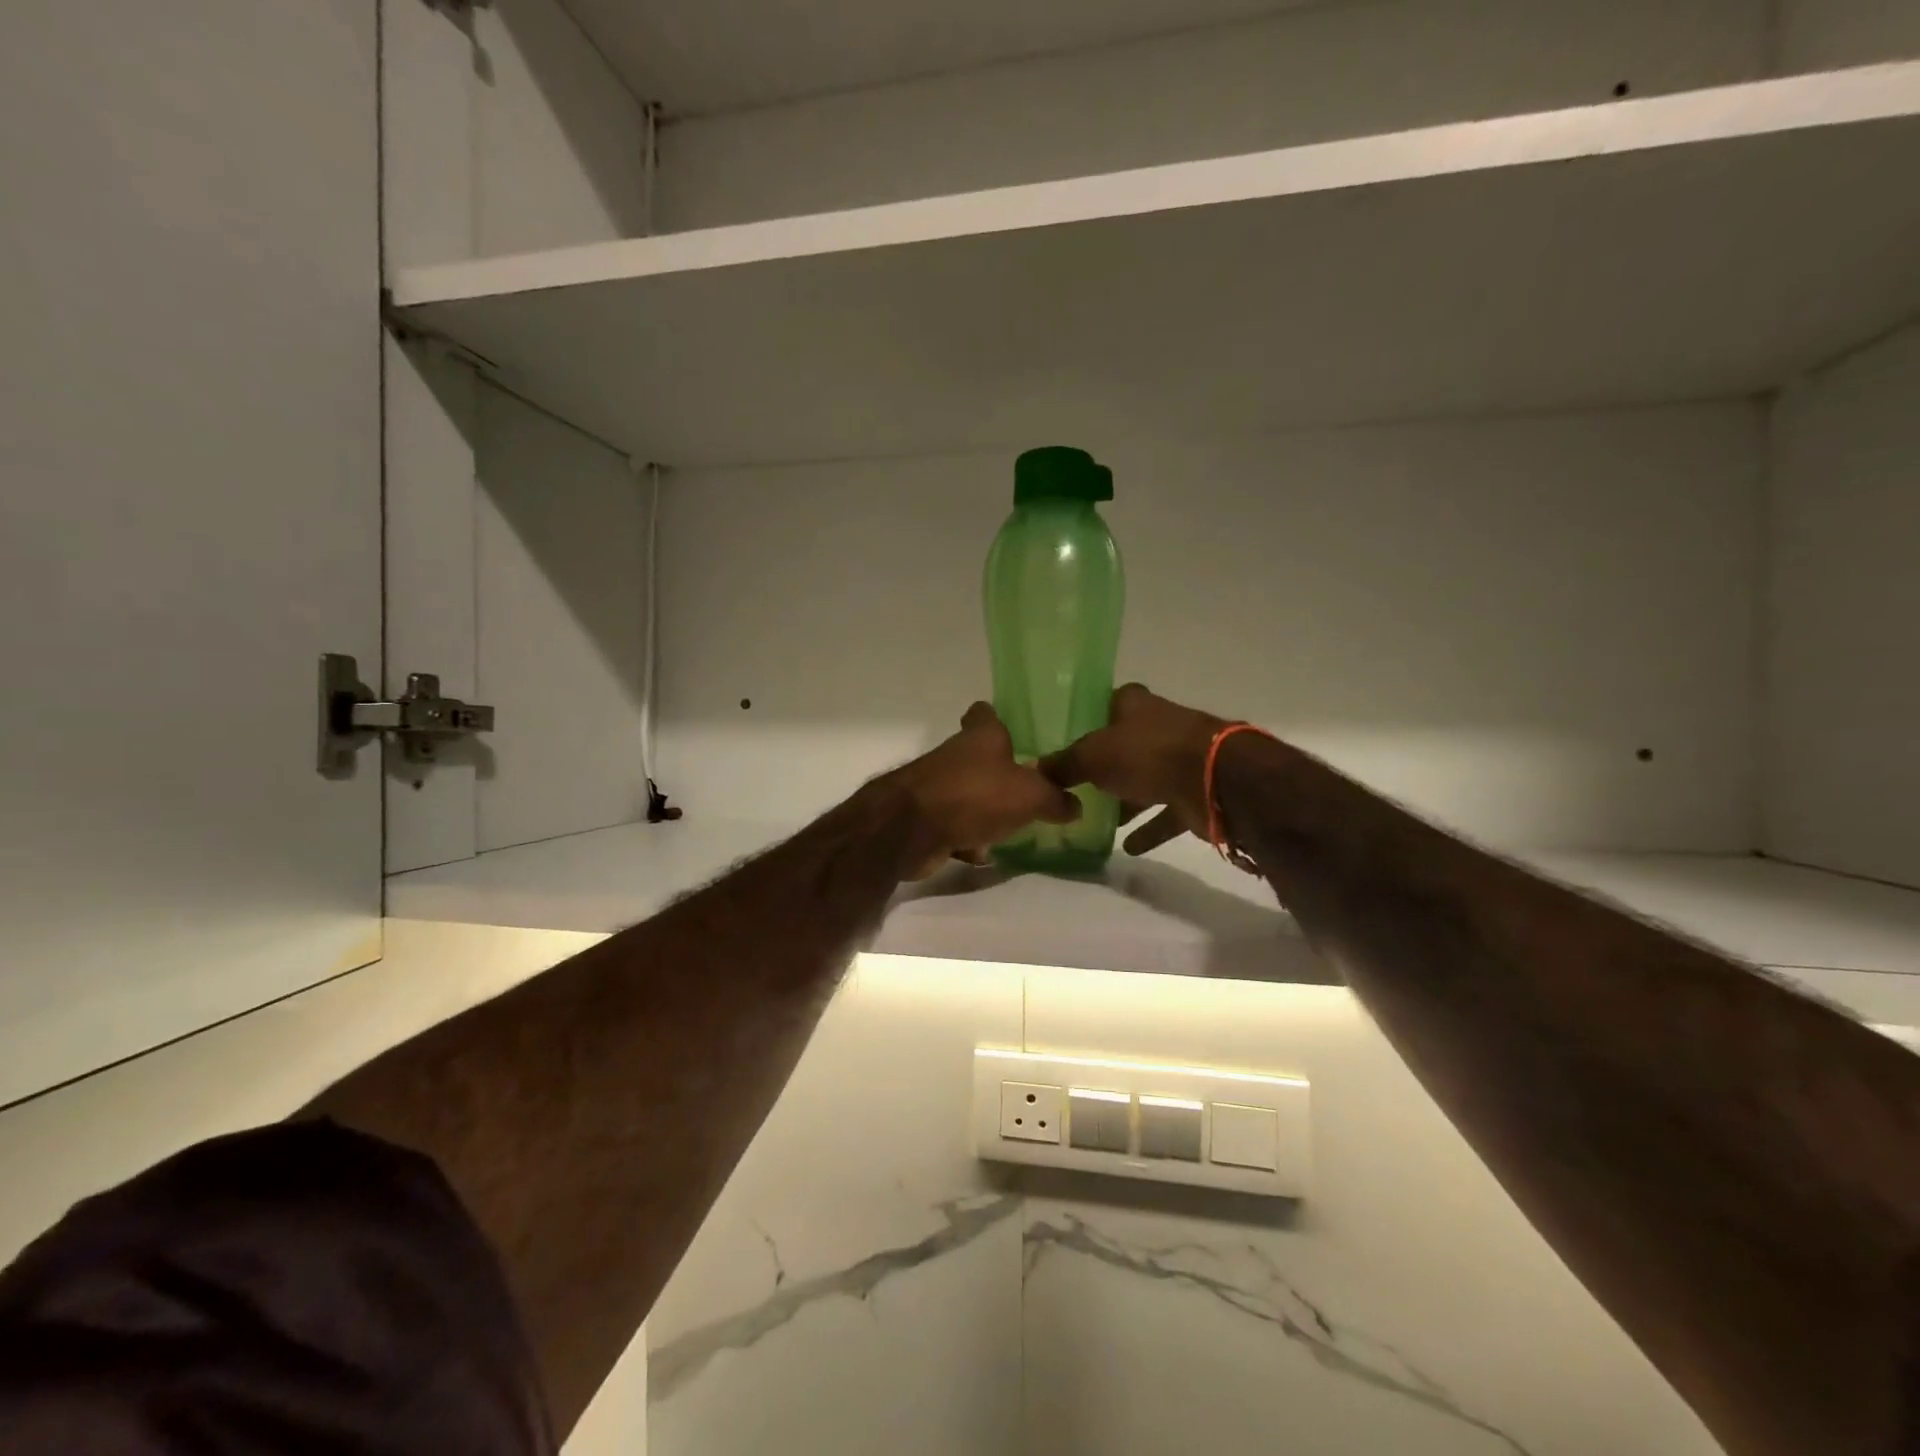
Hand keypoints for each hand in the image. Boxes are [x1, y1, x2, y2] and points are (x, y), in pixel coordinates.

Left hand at [886, 703, 1081, 879]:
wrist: (911, 829)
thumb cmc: (974, 795)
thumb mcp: (1030, 796)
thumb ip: (1055, 799)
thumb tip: (1075, 805)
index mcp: (981, 736)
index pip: (985, 713)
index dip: (998, 718)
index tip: (1016, 731)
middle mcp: (956, 755)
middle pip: (979, 757)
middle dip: (1000, 773)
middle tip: (1031, 789)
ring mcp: (936, 787)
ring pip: (968, 794)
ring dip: (985, 809)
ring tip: (1015, 826)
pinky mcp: (926, 819)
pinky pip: (955, 826)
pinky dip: (967, 839)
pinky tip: (985, 854)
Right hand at [1041, 684, 1229, 856]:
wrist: (1213, 780)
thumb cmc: (1147, 753)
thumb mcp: (1092, 756)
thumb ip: (1064, 764)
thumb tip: (1037, 771)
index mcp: (1134, 704)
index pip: (1105, 704)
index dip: (1086, 720)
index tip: (1064, 741)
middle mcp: (1158, 727)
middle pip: (1124, 744)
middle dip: (1103, 764)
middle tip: (1072, 785)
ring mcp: (1179, 760)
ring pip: (1144, 779)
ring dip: (1125, 799)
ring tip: (1094, 819)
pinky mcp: (1193, 792)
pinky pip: (1165, 812)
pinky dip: (1149, 828)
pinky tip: (1128, 846)